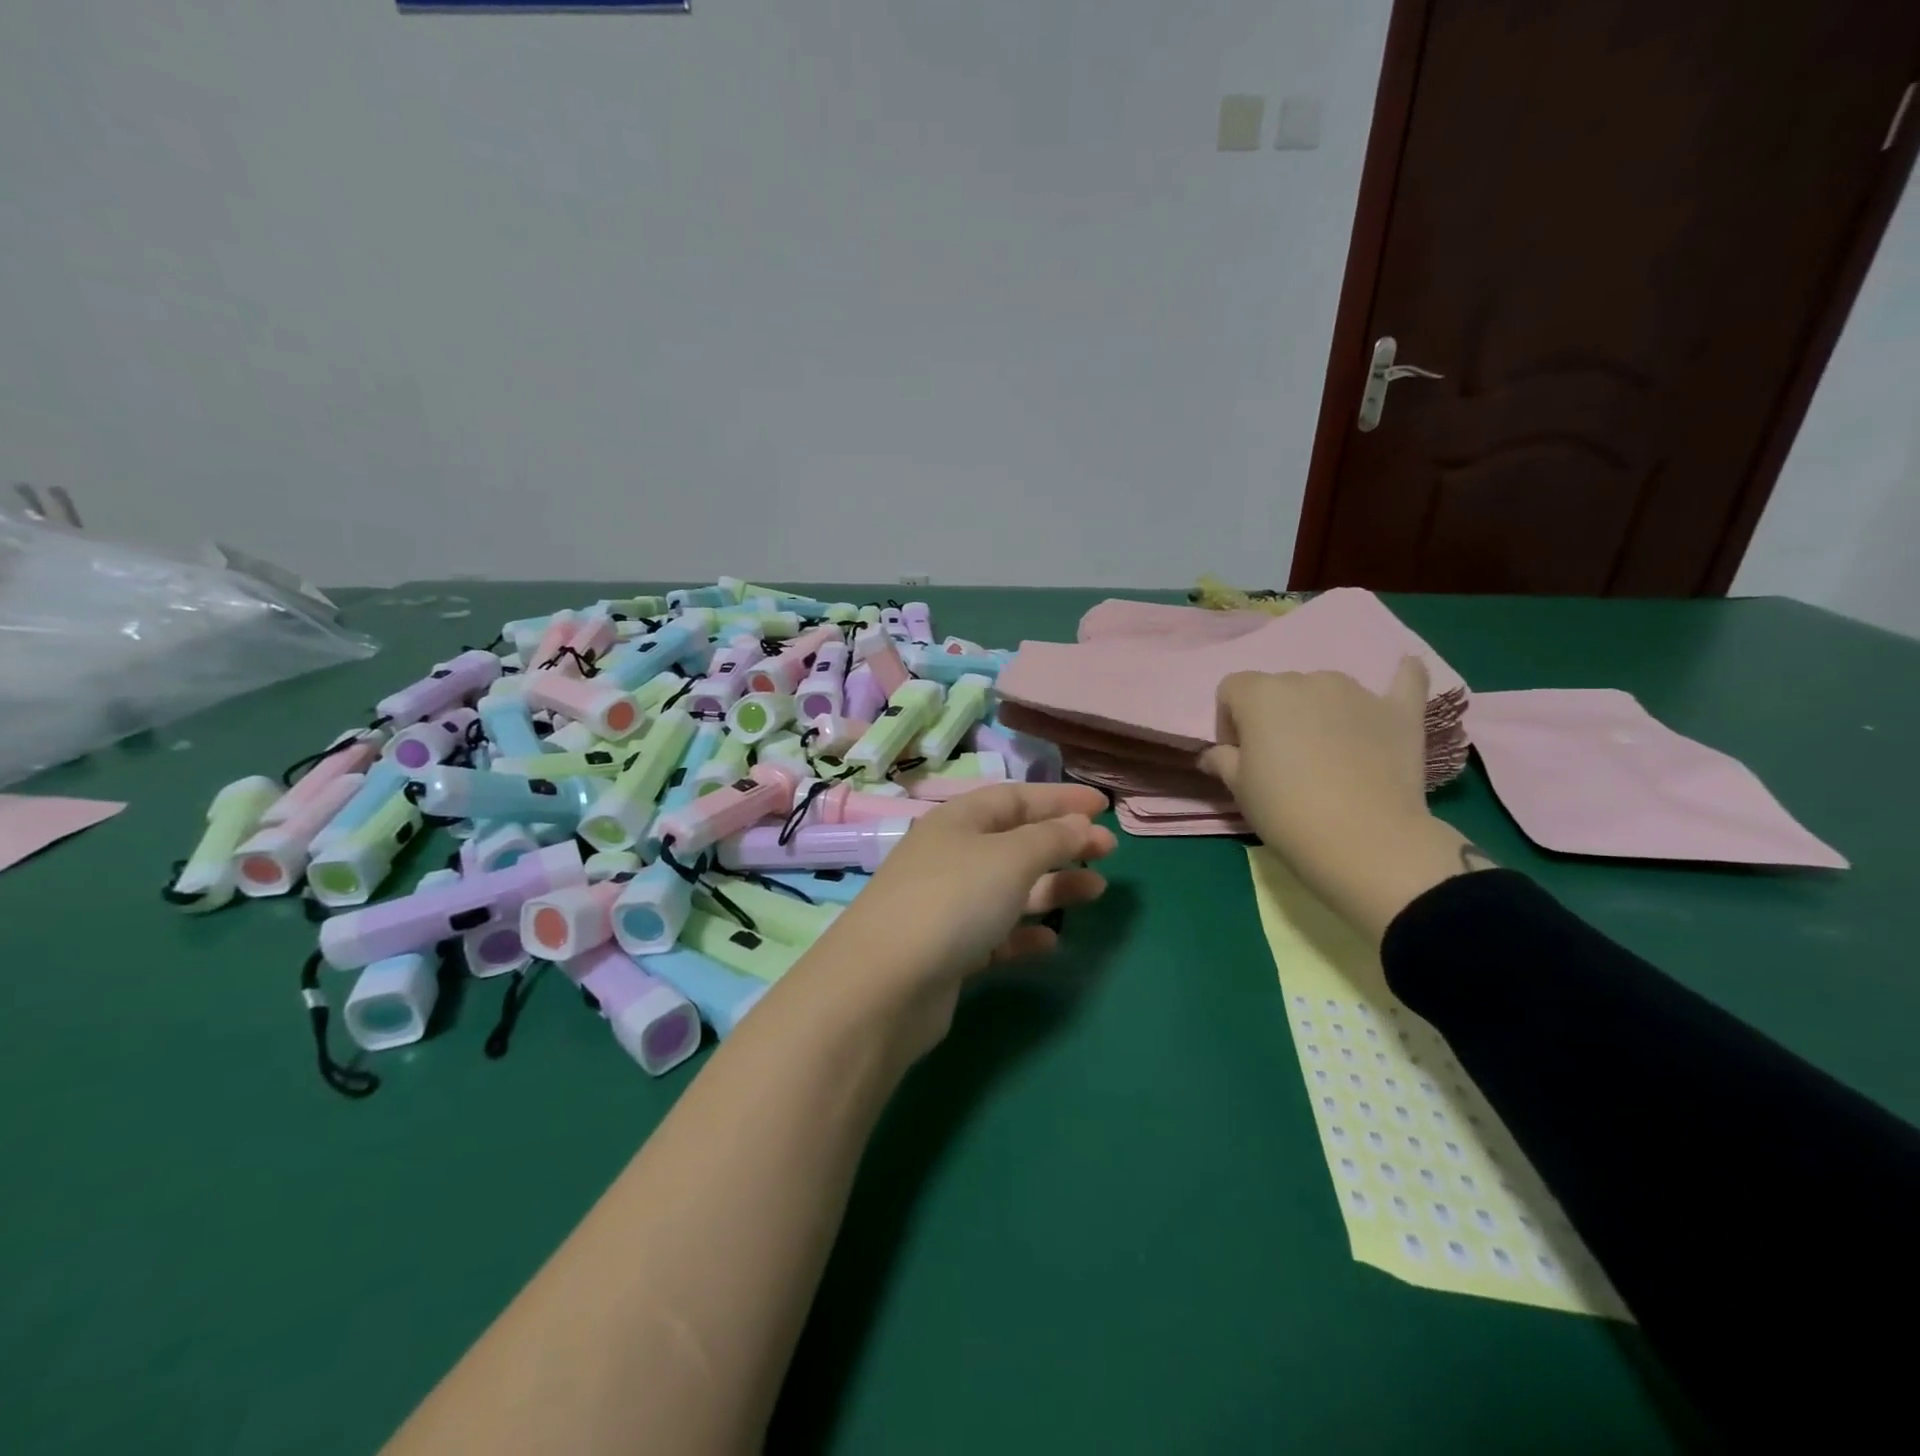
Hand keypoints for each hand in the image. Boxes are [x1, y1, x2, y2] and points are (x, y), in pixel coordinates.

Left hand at [794, 783, 1116, 1058]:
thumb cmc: (952, 901)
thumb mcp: (1009, 858)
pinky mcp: (947, 950)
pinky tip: (1052, 941)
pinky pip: (995, 933)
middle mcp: (950, 856)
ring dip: (1052, 886)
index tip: (1103, 806)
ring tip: (1096, 890)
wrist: (884, 985)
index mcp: (958, 821)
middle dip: (1062, 842)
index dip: (1060, 798)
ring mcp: (946, 904)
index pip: (1016, 797)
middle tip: (1110, 851)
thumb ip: (1051, 838)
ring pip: (1009, 887)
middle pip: (1014, 841)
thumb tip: (1082, 823)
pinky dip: (1024, 932)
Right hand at [1200, 659, 1481, 943]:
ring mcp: (1357, 692)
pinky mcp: (1400, 711)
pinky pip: (1404, 680)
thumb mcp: (1238, 788)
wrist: (1363, 840)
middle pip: (1280, 688)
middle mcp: (1307, 680)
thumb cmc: (1285, 811)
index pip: (1232, 689)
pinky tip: (1403, 671)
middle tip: (1282, 761)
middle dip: (1275, 717)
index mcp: (1261, 694)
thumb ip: (1223, 760)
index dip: (1229, 721)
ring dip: (1319, 711)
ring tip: (1327, 753)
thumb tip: (1215, 754)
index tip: (1239, 755)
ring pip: (1327, 690)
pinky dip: (1399, 678)